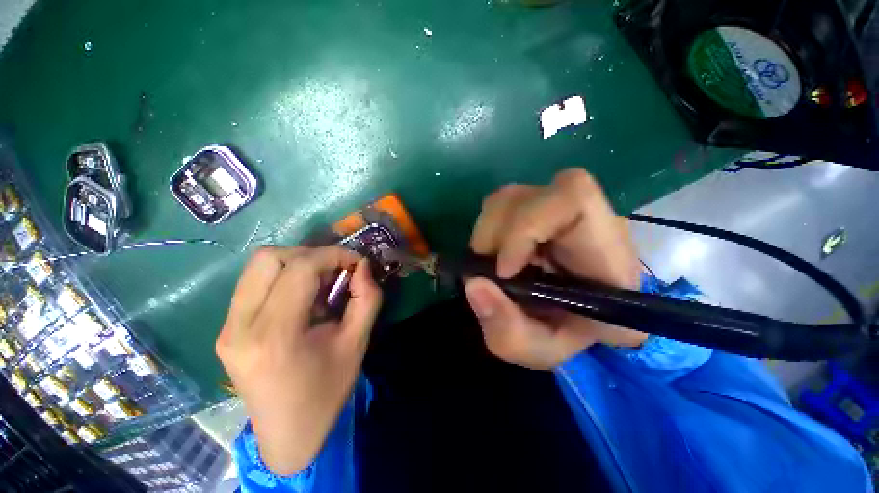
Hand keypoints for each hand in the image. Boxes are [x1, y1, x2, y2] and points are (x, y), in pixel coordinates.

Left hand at [216, 246, 381, 474]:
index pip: (300, 268)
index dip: (334, 255)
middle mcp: (240, 326)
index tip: (356, 262)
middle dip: (311, 255)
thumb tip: (363, 266)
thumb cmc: (326, 392)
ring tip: (320, 282)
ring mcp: (227, 327)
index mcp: (275, 335)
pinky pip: (254, 283)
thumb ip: (366, 299)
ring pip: (258, 266)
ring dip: (296, 263)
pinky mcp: (226, 329)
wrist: (287, 434)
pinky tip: (302, 297)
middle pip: (270, 258)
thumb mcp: (357, 343)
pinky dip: (284, 277)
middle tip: (336, 271)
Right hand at [465, 168, 646, 369]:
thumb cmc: (568, 335)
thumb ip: (509, 331)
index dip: (527, 227)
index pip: (574, 200)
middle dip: (496, 234)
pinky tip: (496, 253)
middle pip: (530, 195)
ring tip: (492, 263)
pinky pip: (504, 204)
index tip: (505, 271)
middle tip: (490, 270)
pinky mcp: (540, 208)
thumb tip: (473, 284)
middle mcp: (588, 220)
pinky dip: (489, 229)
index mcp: (608, 254)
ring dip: (488, 231)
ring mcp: (561, 209)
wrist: (576, 318)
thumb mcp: (539, 350)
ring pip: (511, 196)